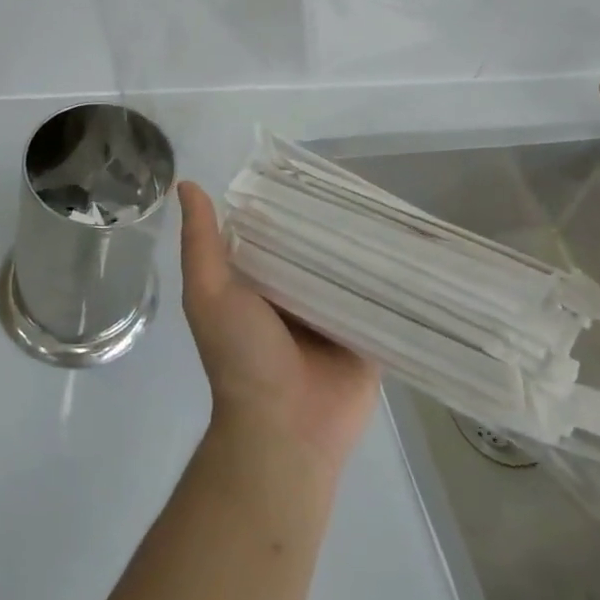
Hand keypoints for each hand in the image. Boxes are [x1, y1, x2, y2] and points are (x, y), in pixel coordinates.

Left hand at [179, 181, 379, 477]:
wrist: (284, 432)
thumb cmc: (242, 357)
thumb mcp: (209, 293)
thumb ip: (200, 242)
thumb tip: (185, 184)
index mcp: (261, 280)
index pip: (277, 229)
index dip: (288, 200)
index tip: (310, 168)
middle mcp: (298, 292)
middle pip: (318, 246)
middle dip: (334, 219)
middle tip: (360, 181)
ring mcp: (334, 313)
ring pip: (352, 267)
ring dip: (366, 244)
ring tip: (391, 201)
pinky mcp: (367, 333)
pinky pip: (382, 298)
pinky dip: (392, 276)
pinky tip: (414, 243)